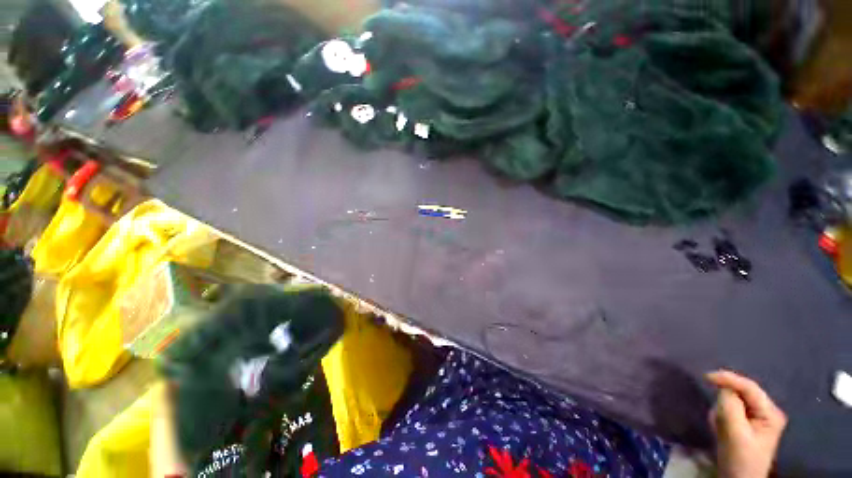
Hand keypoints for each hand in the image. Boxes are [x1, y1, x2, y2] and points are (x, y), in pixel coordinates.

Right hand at [706, 370, 786, 477]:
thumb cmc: (740, 459)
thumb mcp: (735, 434)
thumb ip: (730, 407)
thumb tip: (723, 389)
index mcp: (770, 413)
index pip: (749, 387)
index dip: (728, 379)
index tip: (705, 376)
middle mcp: (767, 410)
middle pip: (742, 393)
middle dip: (725, 400)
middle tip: (716, 414)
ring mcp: (757, 417)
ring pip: (734, 401)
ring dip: (722, 408)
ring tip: (719, 425)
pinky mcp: (747, 422)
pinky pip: (730, 409)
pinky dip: (721, 415)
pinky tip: (721, 427)